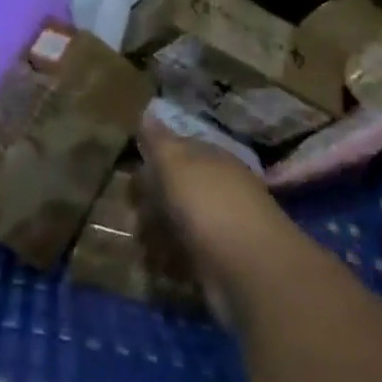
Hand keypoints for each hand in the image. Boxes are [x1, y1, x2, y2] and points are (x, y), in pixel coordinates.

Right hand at [139, 112, 294, 323]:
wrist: (250, 270)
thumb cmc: (208, 204)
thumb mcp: (176, 163)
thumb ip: (159, 140)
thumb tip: (148, 111)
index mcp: (212, 158)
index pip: (180, 149)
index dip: (154, 158)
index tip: (131, 171)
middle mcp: (220, 188)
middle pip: (178, 187)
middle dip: (152, 200)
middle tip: (131, 210)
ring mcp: (223, 227)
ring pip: (181, 222)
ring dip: (158, 231)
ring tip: (140, 240)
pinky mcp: (221, 264)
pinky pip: (187, 255)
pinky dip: (171, 259)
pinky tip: (157, 263)